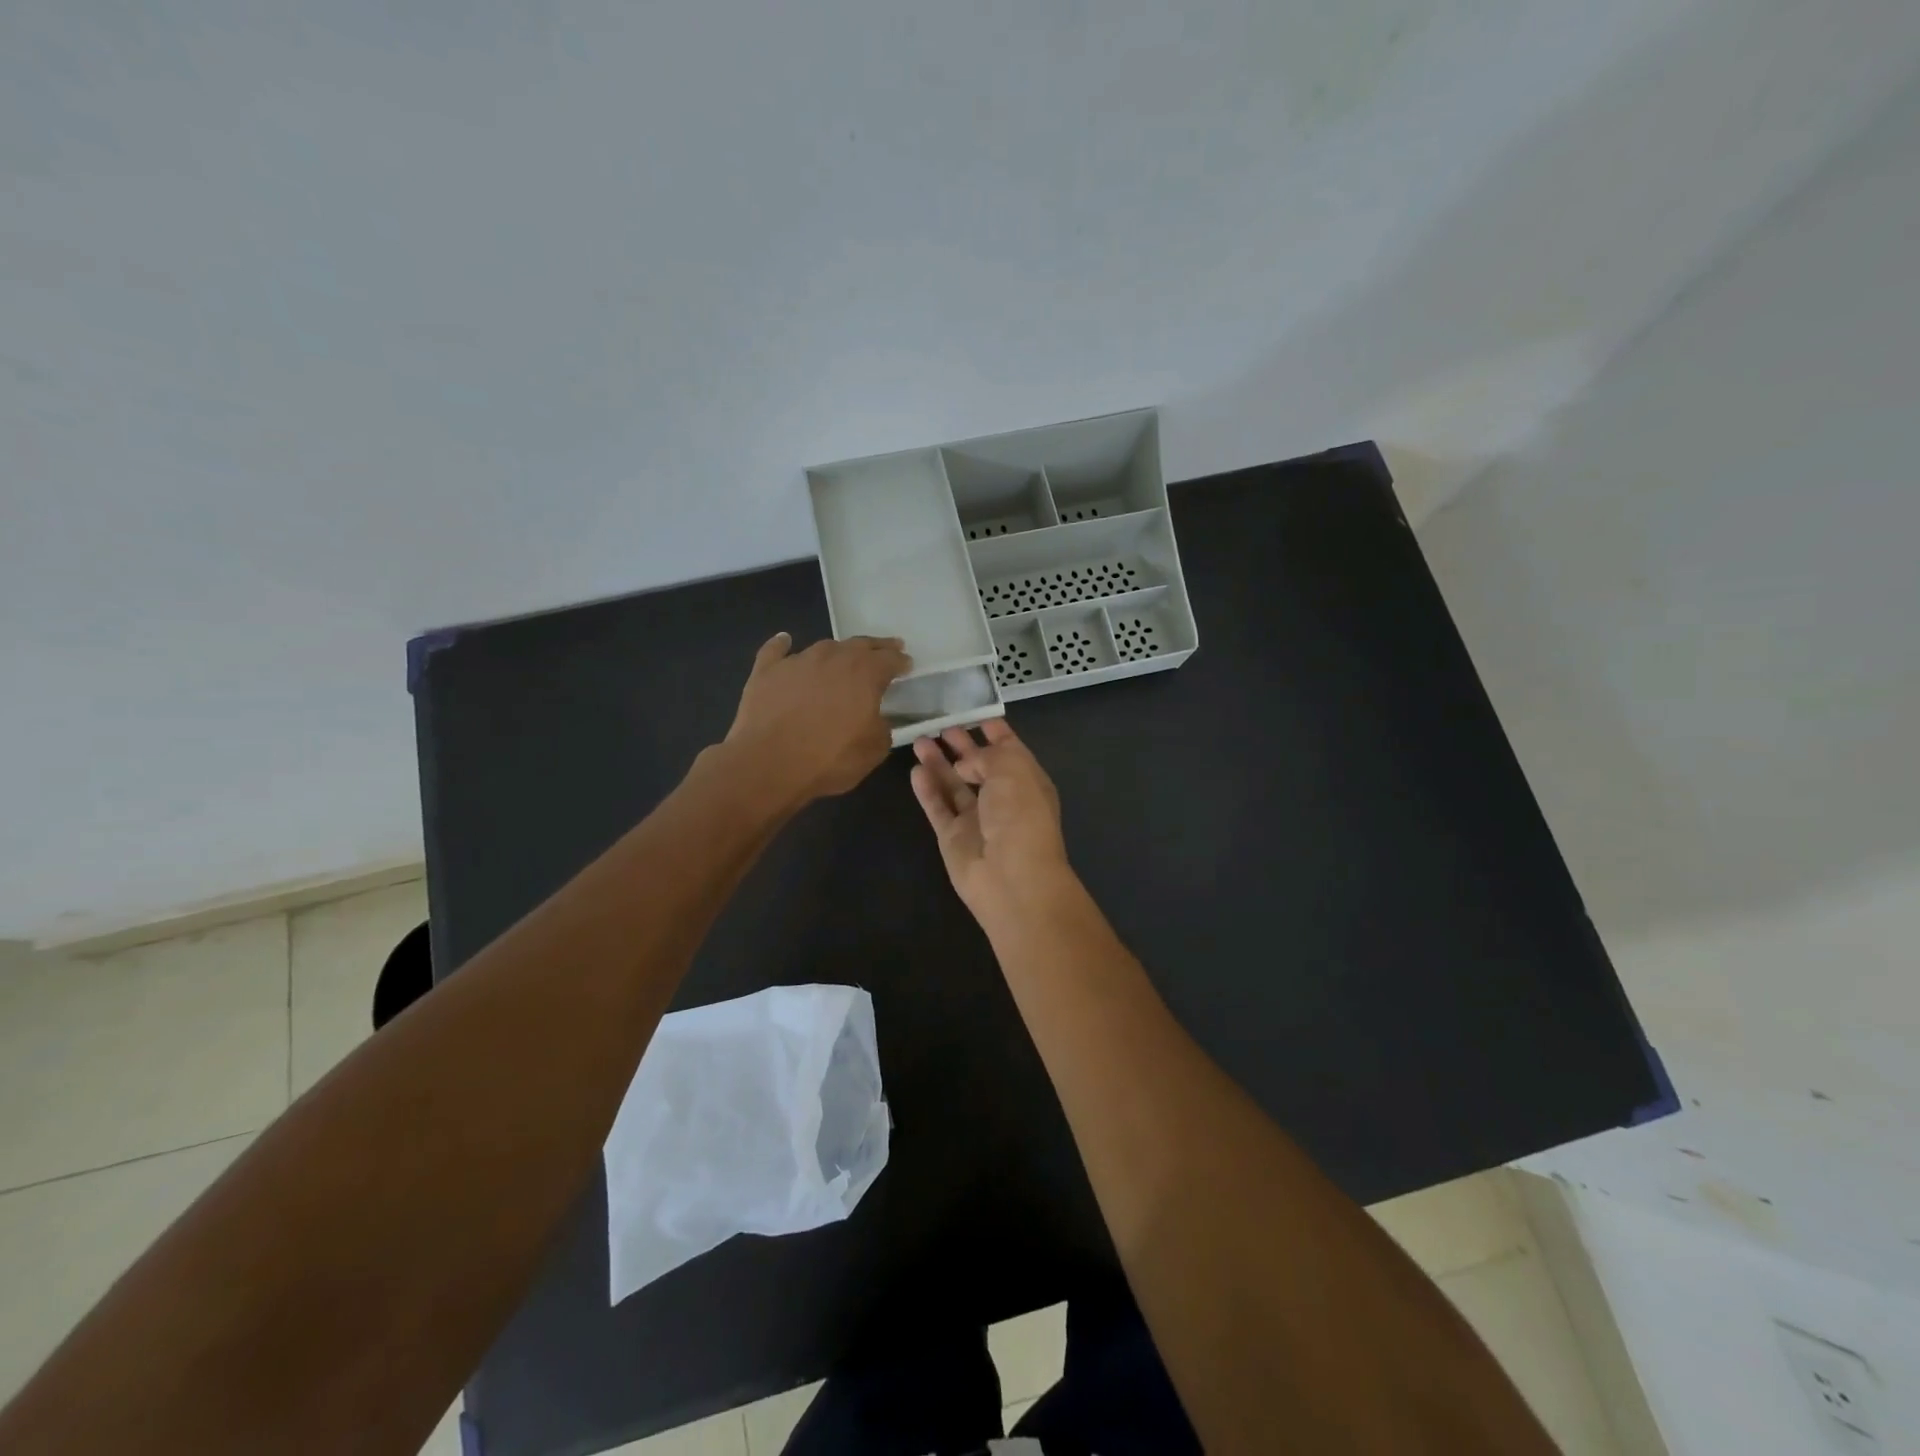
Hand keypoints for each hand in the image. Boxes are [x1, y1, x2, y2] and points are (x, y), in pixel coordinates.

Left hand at [724, 632, 909, 803]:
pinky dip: (783, 645)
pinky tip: (785, 641)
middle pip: (859, 645)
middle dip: (876, 647)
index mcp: (865, 673)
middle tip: (885, 649)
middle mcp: (833, 657)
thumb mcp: (874, 750)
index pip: (890, 659)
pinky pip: (776, 651)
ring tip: (843, 657)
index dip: (901, 661)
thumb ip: (882, 727)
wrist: (768, 765)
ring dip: (838, 651)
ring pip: (824, 647)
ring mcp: (797, 661)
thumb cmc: (829, 759)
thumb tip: (877, 718)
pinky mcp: (766, 671)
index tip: (907, 664)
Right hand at [910, 720, 1071, 920]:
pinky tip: (915, 771)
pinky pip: (938, 807)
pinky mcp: (952, 837)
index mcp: (1026, 781)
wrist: (1011, 877)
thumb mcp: (1011, 769)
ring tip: (918, 740)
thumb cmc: (1020, 815)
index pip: (1010, 749)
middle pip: (979, 766)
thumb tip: (964, 764)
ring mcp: (976, 819)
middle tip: (940, 725)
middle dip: (962, 745)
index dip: (995, 732)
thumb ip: (986, 756)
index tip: (976, 714)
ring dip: (938, 763)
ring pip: (954, 785)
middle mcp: (1002, 798)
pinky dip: (927, 789)